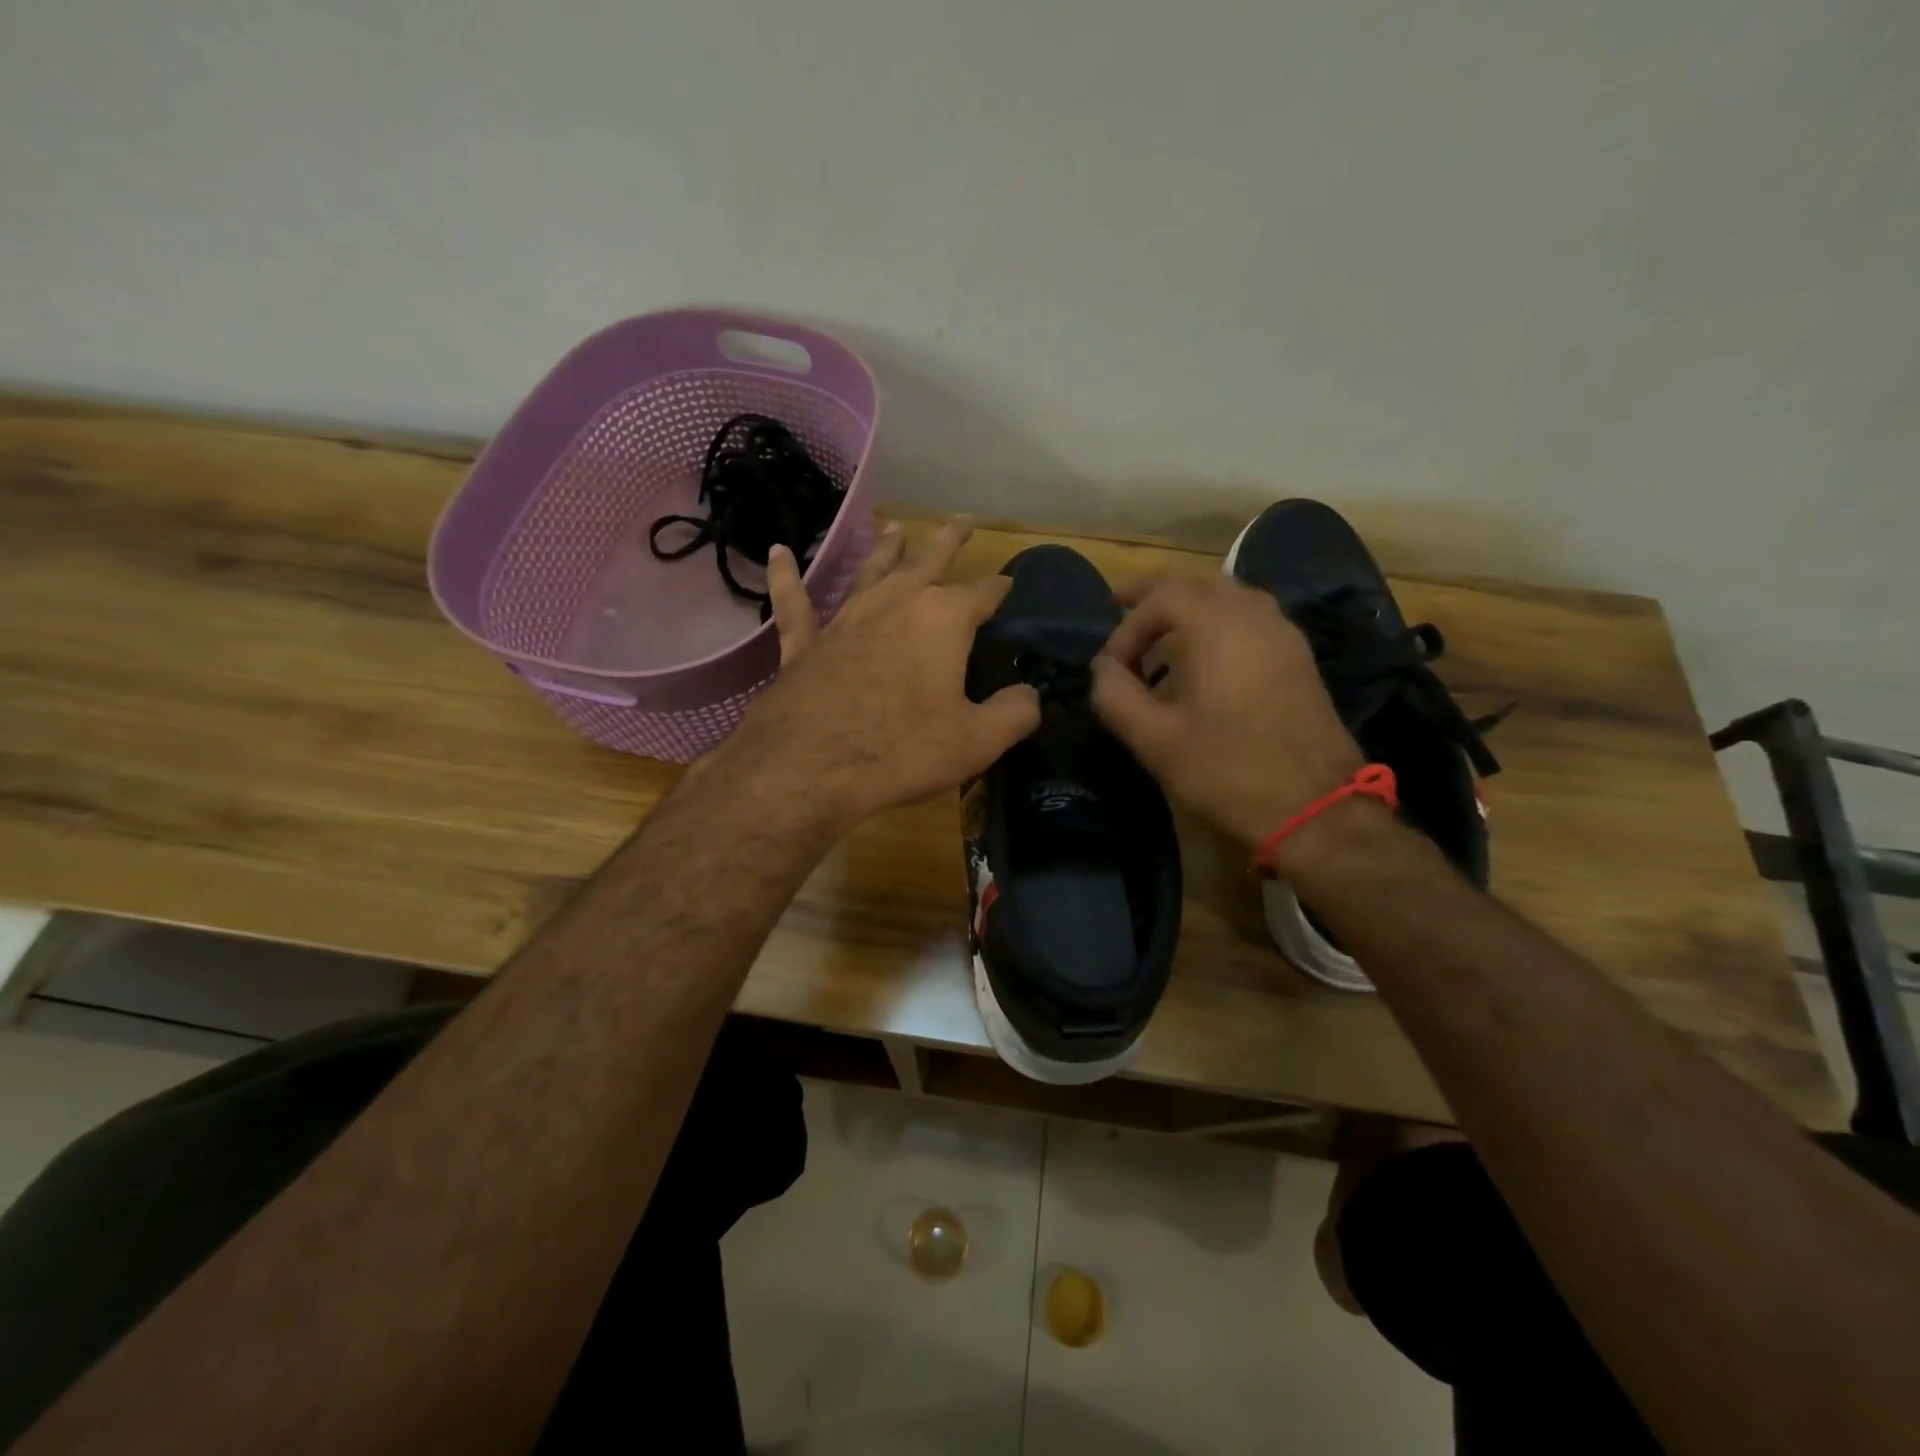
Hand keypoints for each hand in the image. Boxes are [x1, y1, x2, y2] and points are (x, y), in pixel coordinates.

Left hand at [710, 519, 1041, 833]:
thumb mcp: (977, 741)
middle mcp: (895, 605)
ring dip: (886, 550)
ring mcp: (846, 620)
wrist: (809, 767)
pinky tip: (779, 552)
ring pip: (870, 573)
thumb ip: (1015, 713)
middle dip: (948, 541)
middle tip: (963, 521)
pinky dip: (786, 577)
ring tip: (896, 528)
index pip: (983, 593)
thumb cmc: (901, 750)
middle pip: (927, 562)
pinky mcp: (804, 644)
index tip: (1012, 584)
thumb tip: (1031, 695)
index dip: (1001, 588)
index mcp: (942, 620)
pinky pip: (795, 603)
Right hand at [1089, 573, 1363, 848]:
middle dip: (1155, 595)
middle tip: (1122, 607)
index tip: (1111, 668)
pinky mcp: (1299, 659)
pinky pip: (1251, 618)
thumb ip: (1117, 697)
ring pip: (1229, 596)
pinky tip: (1205, 657)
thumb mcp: (1157, 741)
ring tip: (1161, 631)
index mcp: (1219, 627)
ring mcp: (1284, 635)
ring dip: (1189, 605)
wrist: (1319, 809)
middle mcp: (1255, 616)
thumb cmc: (1229, 772)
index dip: (1127, 626)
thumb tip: (1102, 669)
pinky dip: (1218, 622)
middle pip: (1198, 583)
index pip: (1162, 596)